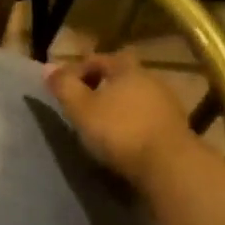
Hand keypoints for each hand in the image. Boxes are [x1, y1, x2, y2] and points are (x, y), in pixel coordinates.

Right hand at [45, 54, 193, 189]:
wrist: (169, 166)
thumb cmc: (120, 131)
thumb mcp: (81, 108)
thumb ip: (64, 86)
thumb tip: (47, 67)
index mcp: (127, 69)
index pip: (99, 59)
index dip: (78, 70)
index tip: (63, 88)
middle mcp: (151, 80)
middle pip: (120, 76)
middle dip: (100, 87)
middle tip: (82, 104)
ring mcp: (168, 104)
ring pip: (135, 97)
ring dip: (118, 106)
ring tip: (101, 125)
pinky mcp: (177, 128)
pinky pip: (147, 117)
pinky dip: (133, 123)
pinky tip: (123, 139)